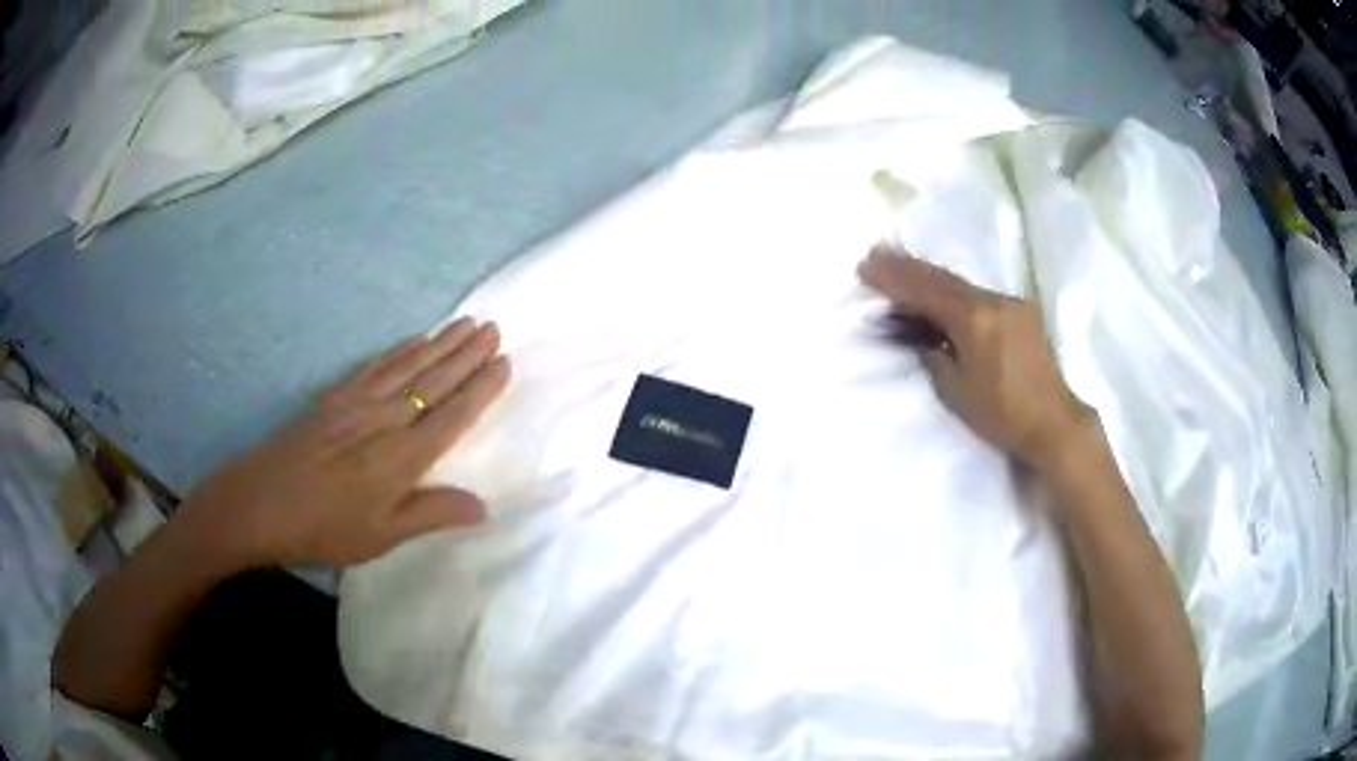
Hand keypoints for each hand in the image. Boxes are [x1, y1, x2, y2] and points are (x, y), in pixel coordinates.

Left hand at [178, 318, 510, 567]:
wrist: (261, 502)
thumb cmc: (324, 528)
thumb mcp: (380, 536)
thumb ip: (430, 514)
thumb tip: (483, 506)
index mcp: (402, 457)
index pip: (452, 415)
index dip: (480, 389)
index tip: (504, 363)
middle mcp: (385, 420)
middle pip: (434, 381)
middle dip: (467, 354)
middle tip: (493, 328)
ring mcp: (357, 403)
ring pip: (408, 365)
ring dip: (440, 343)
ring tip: (466, 323)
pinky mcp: (335, 398)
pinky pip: (375, 365)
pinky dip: (400, 350)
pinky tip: (414, 340)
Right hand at [859, 246, 1090, 467]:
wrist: (1054, 422)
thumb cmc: (1002, 414)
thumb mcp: (955, 391)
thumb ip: (933, 356)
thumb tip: (923, 337)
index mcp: (974, 318)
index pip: (926, 290)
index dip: (894, 278)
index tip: (865, 267)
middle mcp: (994, 300)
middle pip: (943, 278)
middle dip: (908, 268)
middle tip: (877, 256)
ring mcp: (1012, 303)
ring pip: (963, 284)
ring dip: (931, 279)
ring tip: (903, 272)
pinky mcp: (1023, 313)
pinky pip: (980, 295)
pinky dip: (955, 293)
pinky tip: (943, 295)